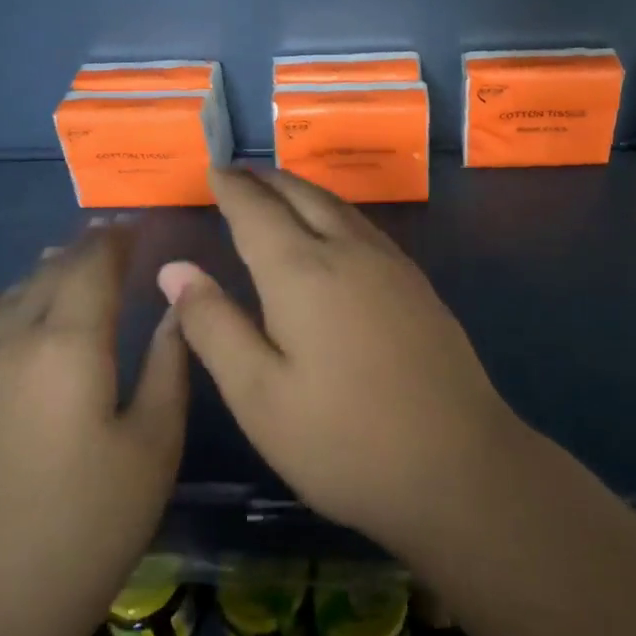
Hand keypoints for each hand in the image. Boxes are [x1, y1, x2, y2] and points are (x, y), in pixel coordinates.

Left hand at [0, 223, 187, 635]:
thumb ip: (169, 365)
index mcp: (69, 344)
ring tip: (66, 258)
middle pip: (51, 274)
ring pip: (12, 297)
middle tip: (114, 237)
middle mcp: (15, 341)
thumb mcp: (153, 445)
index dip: (117, 240)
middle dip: (84, 249)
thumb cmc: (88, 526)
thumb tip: (177, 304)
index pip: (94, 267)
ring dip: (43, 272)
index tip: (140, 225)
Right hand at [160, 168, 524, 559]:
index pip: (256, 210)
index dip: (231, 188)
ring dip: (301, 188)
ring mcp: (390, 264)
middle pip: (301, 195)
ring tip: (278, 188)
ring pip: (337, 205)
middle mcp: (347, 251)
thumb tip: (174, 269)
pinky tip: (332, 228)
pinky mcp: (417, 283)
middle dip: (266, 178)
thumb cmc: (344, 440)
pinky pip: (363, 224)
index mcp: (301, 272)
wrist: (461, 466)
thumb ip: (213, 326)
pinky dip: (333, 210)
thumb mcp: (259, 394)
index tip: (212, 170)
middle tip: (239, 171)